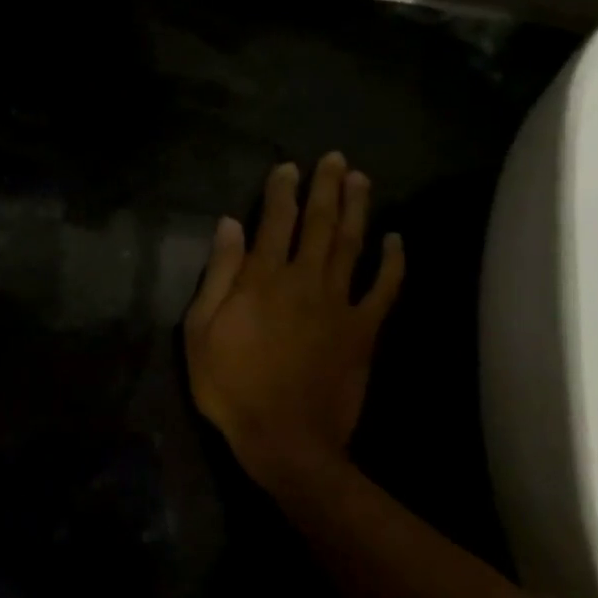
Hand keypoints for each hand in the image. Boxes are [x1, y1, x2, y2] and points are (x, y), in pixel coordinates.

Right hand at [183, 153, 403, 492]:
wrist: (285, 438)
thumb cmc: (231, 385)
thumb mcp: (201, 330)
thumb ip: (218, 274)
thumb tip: (229, 225)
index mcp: (261, 279)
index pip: (274, 221)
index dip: (281, 190)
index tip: (288, 167)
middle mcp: (304, 279)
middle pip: (318, 223)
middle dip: (326, 187)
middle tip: (335, 159)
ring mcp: (338, 303)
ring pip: (351, 244)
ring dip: (357, 209)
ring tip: (362, 180)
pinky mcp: (363, 330)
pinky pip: (384, 289)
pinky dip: (393, 262)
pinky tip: (396, 239)